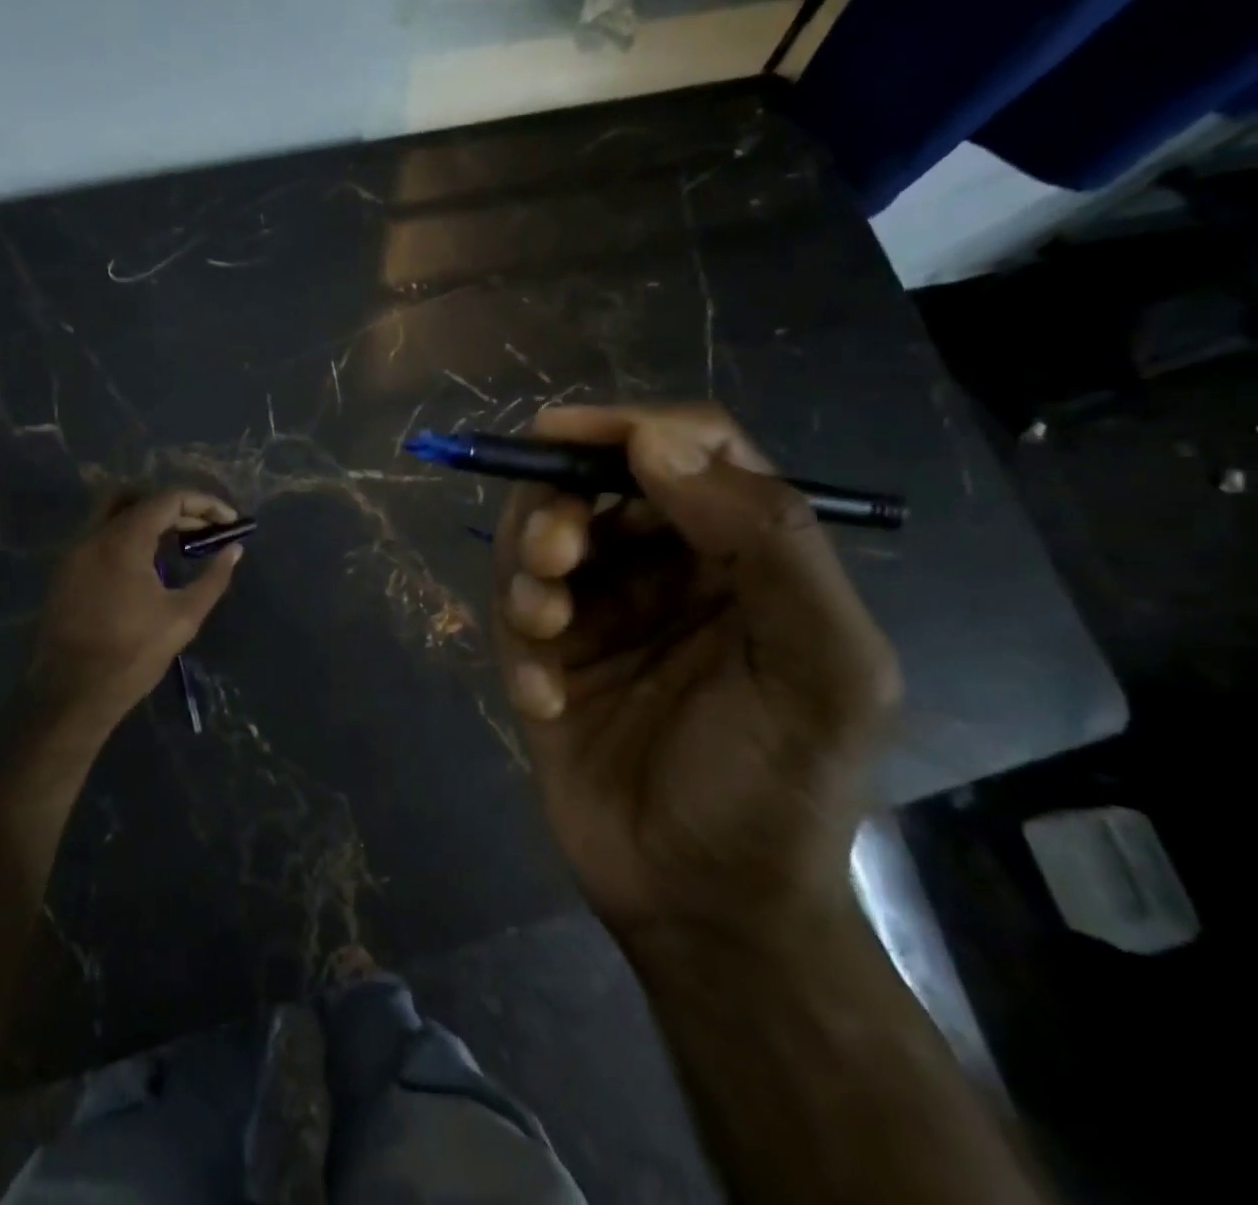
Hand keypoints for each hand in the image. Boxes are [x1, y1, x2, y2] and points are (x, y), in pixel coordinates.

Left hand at [24, 489, 243, 735]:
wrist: (71, 694)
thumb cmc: (132, 655)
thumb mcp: (183, 617)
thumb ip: (213, 578)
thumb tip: (234, 550)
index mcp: (122, 541)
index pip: (167, 498)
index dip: (204, 503)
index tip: (229, 521)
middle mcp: (93, 536)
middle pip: (135, 496)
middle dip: (174, 505)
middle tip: (202, 528)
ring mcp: (74, 554)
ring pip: (113, 515)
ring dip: (149, 520)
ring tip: (179, 544)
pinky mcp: (65, 573)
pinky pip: (100, 538)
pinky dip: (128, 537)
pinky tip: (149, 566)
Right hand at [493, 404, 900, 947]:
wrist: (702, 906)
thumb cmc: (777, 787)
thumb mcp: (821, 669)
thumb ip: (769, 543)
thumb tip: (658, 440)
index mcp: (744, 551)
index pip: (690, 449)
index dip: (628, 426)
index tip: (562, 434)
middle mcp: (667, 565)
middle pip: (595, 482)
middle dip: (558, 503)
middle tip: (552, 555)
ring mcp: (599, 607)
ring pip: (538, 536)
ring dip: (528, 568)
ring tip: (544, 628)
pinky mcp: (542, 652)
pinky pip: (510, 611)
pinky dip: (519, 645)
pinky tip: (544, 701)